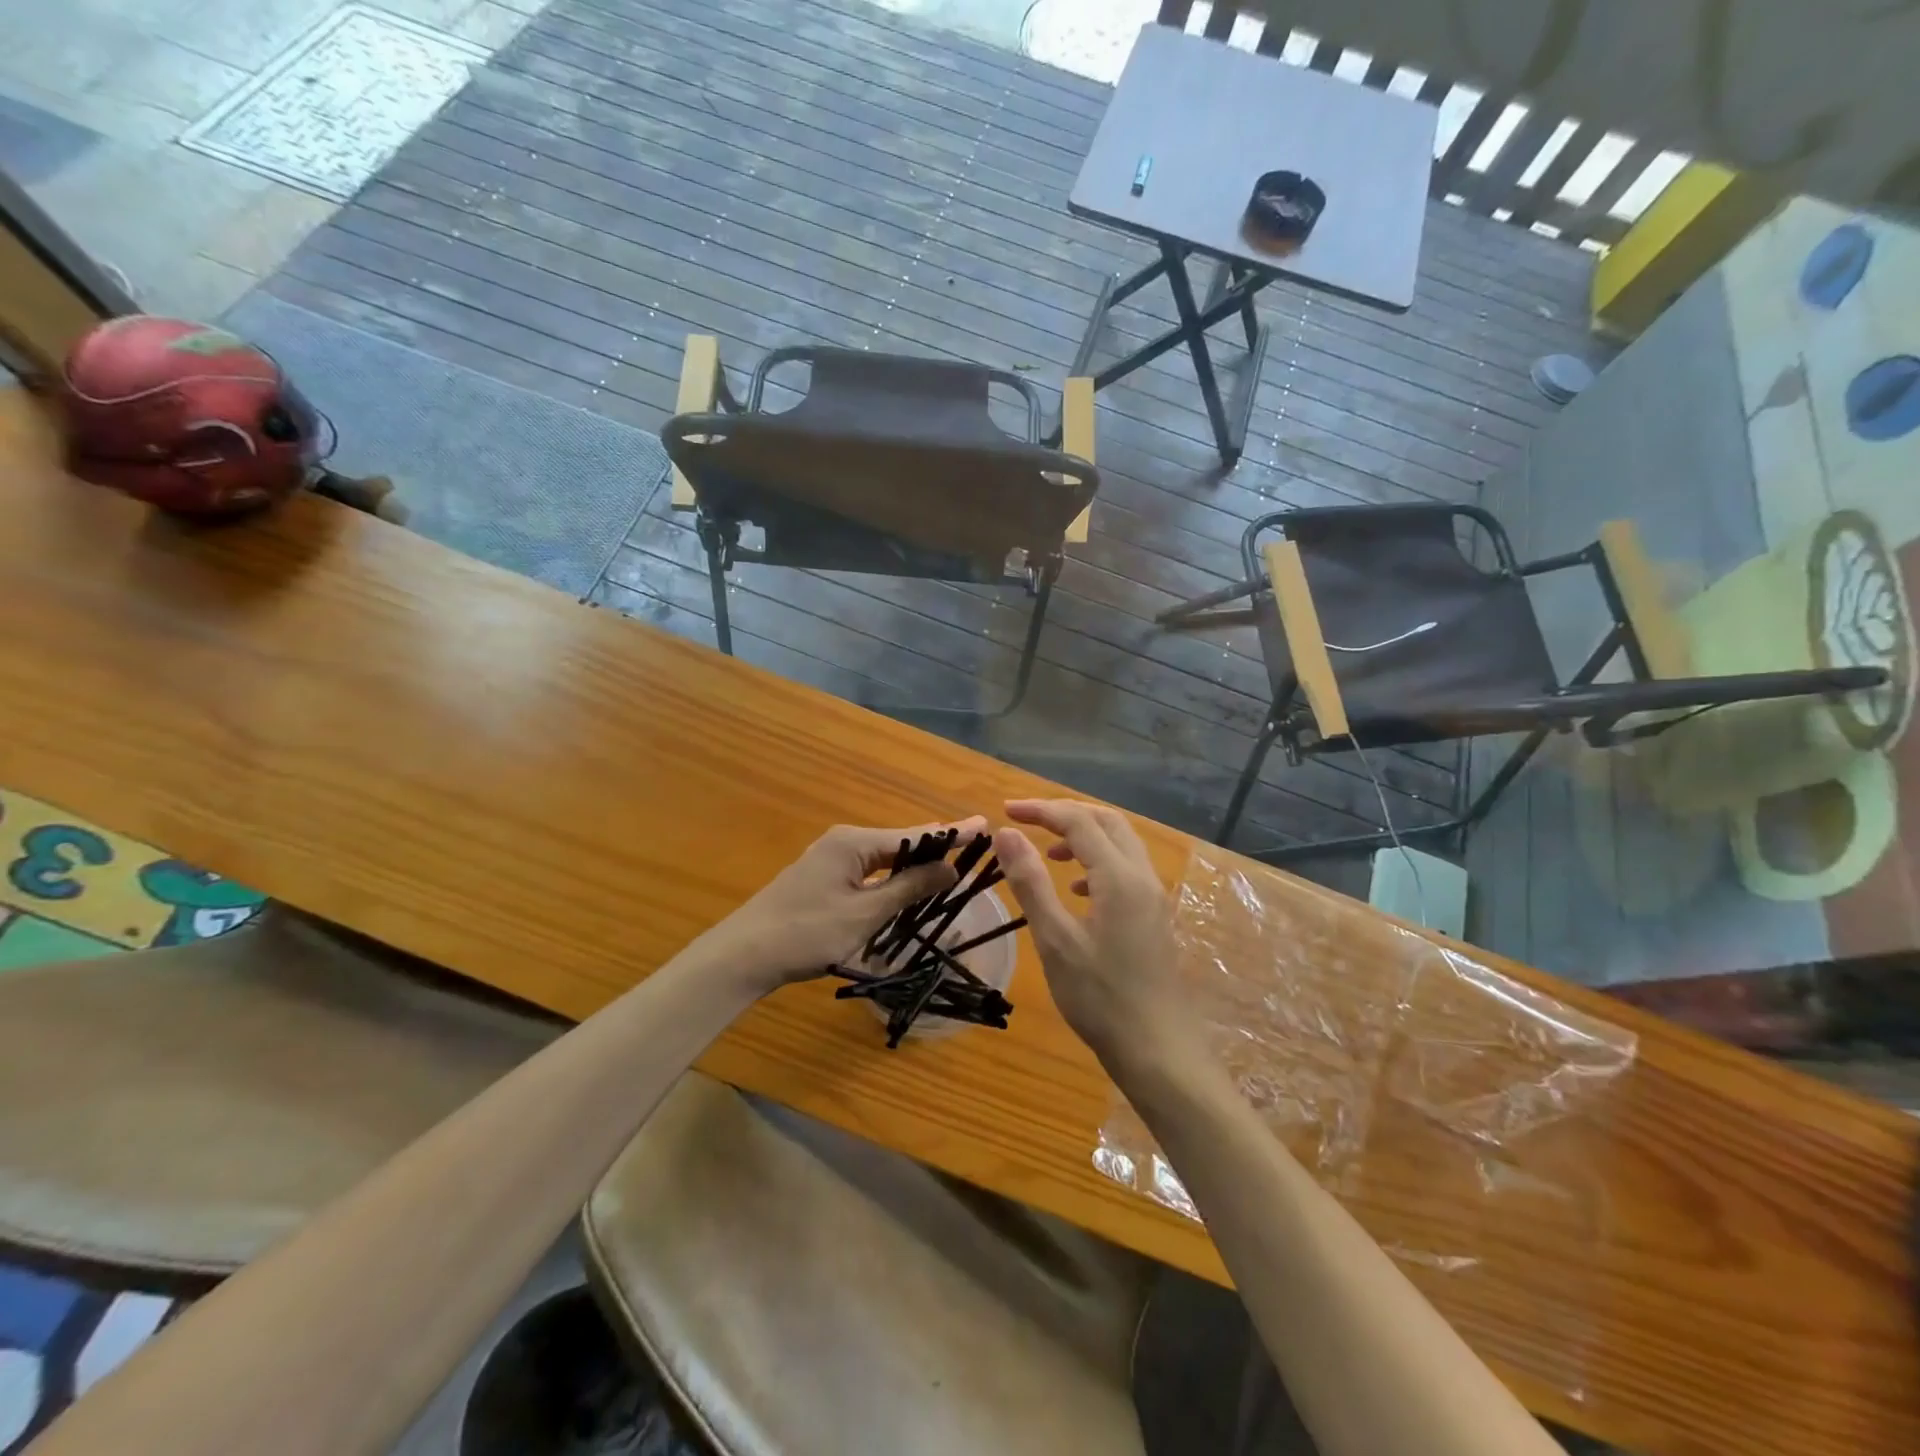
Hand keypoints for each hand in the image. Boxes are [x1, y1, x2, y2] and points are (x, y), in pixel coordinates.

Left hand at [695, 817, 987, 996]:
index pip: (914, 835)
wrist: (743, 955)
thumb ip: (909, 888)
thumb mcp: (865, 913)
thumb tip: (951, 868)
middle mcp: (843, 841)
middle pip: (900, 841)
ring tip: (952, 864)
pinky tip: (909, 884)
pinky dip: (893, 876)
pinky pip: (869, 870)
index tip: (984, 824)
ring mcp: (830, 858)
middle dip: (936, 846)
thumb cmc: (807, 933)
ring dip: (915, 864)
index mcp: (854, 842)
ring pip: (884, 857)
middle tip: (974, 848)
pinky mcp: (823, 877)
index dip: (951, 833)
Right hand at [993, 799, 1195, 1064]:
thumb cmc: (1100, 997)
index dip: (1041, 810)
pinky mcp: (1155, 916)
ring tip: (1048, 853)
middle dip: (1066, 814)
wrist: (1157, 1049)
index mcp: (1119, 877)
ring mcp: (1154, 897)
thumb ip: (1030, 882)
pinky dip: (1098, 863)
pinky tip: (1076, 891)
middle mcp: (1142, 877)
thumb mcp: (1054, 939)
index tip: (1005, 811)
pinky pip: (1127, 869)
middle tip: (1027, 821)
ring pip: (1120, 844)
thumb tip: (1006, 833)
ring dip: (1084, 837)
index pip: (1078, 821)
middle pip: (1106, 822)